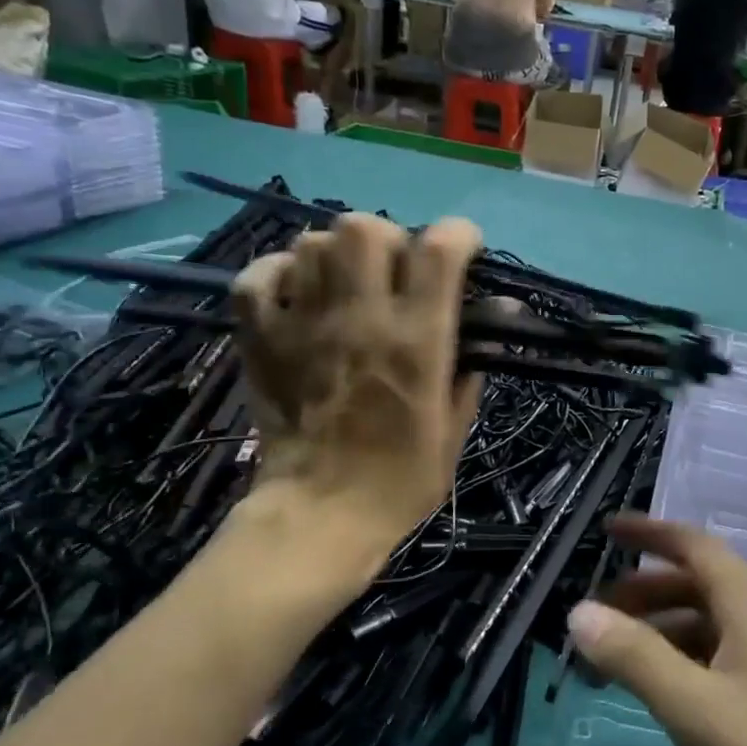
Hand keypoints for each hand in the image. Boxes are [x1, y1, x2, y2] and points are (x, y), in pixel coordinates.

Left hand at [228, 213, 484, 545]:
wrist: (320, 516)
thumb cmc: (399, 480)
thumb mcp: (454, 429)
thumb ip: (469, 368)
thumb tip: (490, 322)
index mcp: (416, 341)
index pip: (438, 250)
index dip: (457, 236)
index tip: (463, 252)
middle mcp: (359, 318)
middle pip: (364, 228)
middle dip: (387, 238)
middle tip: (393, 270)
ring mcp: (303, 325)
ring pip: (311, 243)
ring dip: (335, 255)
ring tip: (345, 285)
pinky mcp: (261, 340)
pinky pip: (256, 278)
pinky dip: (276, 274)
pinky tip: (296, 294)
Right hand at [566, 516, 746, 745]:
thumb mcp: (694, 708)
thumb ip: (635, 657)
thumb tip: (579, 611)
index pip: (696, 547)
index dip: (651, 533)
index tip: (607, 530)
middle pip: (695, 584)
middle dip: (642, 592)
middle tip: (594, 615)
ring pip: (702, 624)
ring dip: (655, 630)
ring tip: (609, 659)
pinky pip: (712, 659)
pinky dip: (675, 662)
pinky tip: (652, 691)